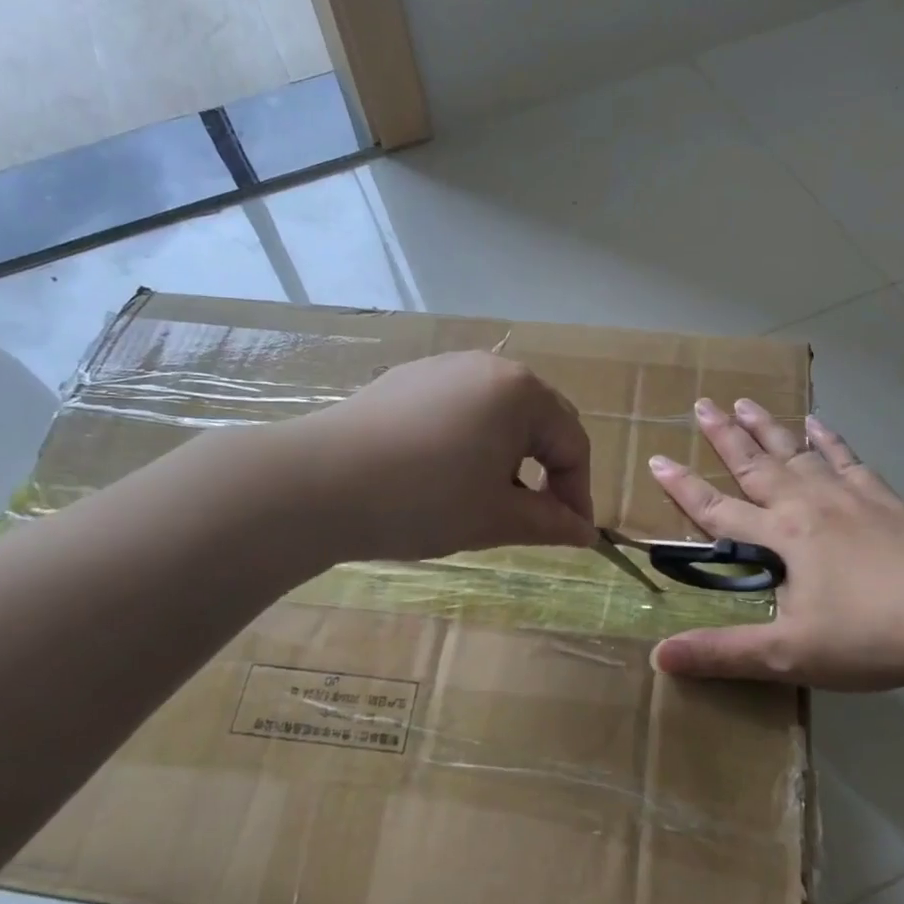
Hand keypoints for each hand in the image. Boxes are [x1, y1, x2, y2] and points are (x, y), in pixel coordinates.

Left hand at [313, 351, 595, 561]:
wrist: (317, 483)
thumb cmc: (423, 500)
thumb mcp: (495, 518)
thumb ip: (550, 523)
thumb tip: (585, 533)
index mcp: (521, 393)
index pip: (572, 444)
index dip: (578, 494)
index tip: (572, 536)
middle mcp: (488, 367)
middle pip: (540, 420)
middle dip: (546, 470)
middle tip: (533, 517)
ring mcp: (443, 368)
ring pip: (499, 413)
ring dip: (509, 456)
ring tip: (483, 497)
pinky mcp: (407, 380)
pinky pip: (460, 407)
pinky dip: (470, 441)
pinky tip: (441, 474)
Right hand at [650, 399, 903, 690]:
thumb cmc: (870, 636)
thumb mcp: (788, 654)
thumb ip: (722, 652)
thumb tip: (658, 657)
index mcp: (782, 536)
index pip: (718, 510)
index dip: (684, 488)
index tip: (657, 460)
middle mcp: (809, 505)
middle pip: (756, 464)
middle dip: (725, 436)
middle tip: (702, 404)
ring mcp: (849, 497)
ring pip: (798, 452)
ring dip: (769, 428)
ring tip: (745, 401)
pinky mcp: (884, 500)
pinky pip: (848, 460)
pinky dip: (830, 440)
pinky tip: (818, 423)